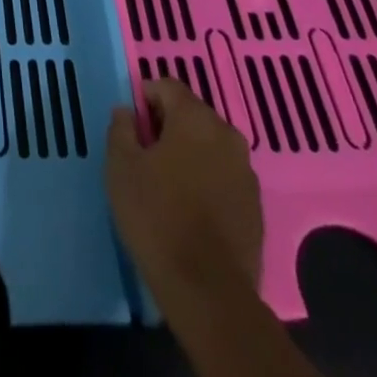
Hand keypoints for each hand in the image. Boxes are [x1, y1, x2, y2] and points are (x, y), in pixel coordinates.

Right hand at [106, 79, 263, 307]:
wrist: (209, 291)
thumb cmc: (157, 216)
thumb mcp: (121, 166)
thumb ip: (121, 128)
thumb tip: (127, 111)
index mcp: (195, 117)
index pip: (166, 85)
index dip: (144, 98)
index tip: (131, 127)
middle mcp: (226, 134)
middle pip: (191, 113)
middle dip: (167, 125)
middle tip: (144, 155)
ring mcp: (246, 171)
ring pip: (209, 145)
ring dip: (188, 153)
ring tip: (167, 183)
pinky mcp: (255, 205)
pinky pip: (224, 175)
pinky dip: (207, 179)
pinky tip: (190, 208)